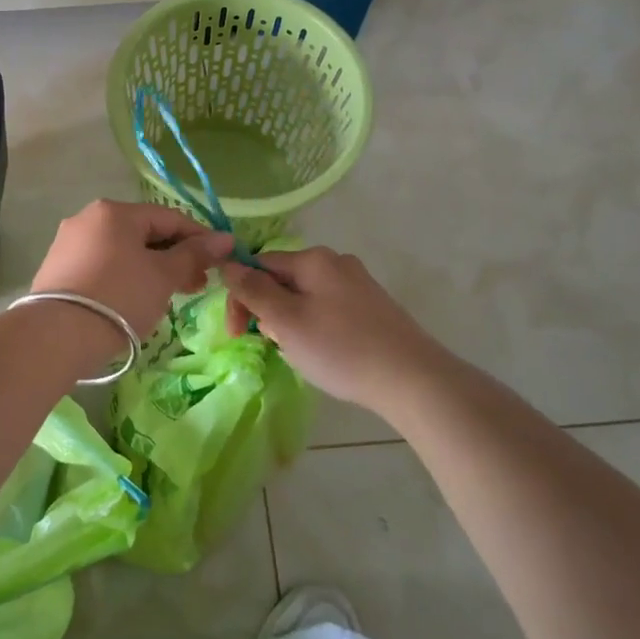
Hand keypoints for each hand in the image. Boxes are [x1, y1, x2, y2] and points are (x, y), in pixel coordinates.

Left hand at [32, 201, 236, 339]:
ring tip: (172, 294)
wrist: (58, 336)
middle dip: (175, 257)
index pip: (169, 217)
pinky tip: (138, 299)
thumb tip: (225, 239)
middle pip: (144, 233)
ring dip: (153, 269)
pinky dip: (126, 277)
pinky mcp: (58, 270)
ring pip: (123, 251)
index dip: (199, 238)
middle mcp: (88, 219)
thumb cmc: (120, 297)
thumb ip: (194, 254)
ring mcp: (69, 244)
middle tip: (198, 284)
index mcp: (115, 211)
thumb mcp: (164, 275)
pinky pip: (103, 266)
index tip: (221, 259)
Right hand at [221, 247, 445, 410]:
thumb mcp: (286, 320)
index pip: (259, 265)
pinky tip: (324, 353)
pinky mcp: (372, 307)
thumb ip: (253, 290)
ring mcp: (358, 284)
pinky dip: (314, 328)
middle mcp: (336, 262)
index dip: (240, 296)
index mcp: (313, 259)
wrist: (412, 379)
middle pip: (282, 280)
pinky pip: (327, 309)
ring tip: (300, 353)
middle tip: (272, 344)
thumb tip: (228, 264)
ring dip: (289, 322)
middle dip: (267, 311)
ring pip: (304, 297)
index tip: (237, 332)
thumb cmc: (340, 348)